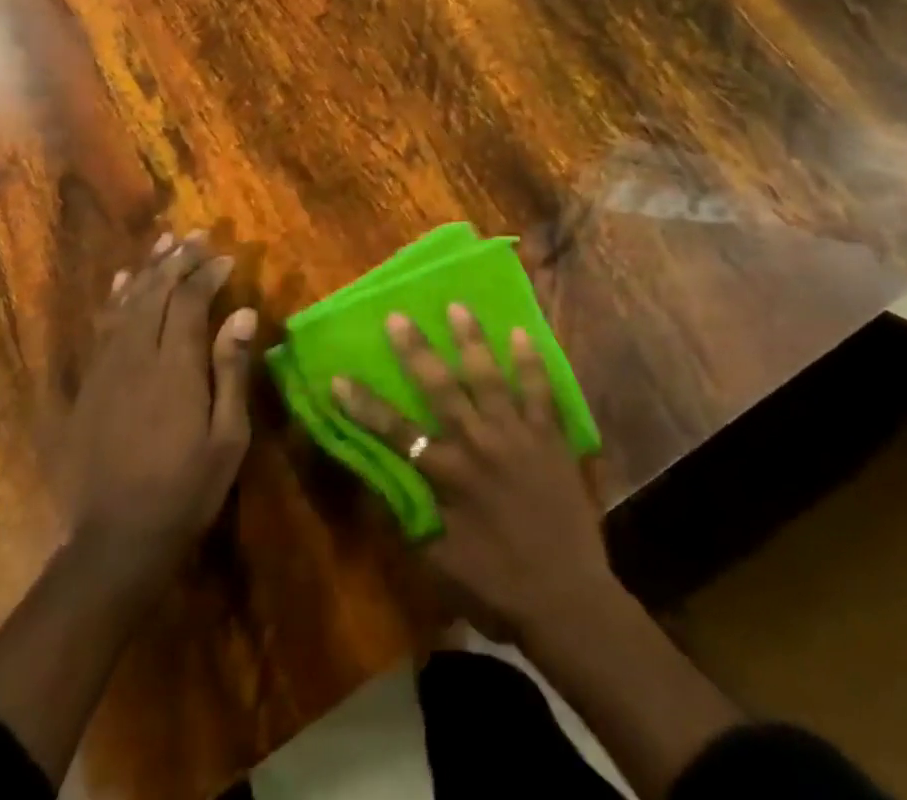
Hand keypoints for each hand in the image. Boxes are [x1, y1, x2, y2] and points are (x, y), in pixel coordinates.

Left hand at [56, 231, 255, 604]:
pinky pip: (102, 327)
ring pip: (126, 303)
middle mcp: (136, 356)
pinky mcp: (89, 385)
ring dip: (148, 269)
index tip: (227, 257)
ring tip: (164, 241)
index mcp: (174, 367)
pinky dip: (115, 298)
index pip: (189, 302)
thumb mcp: (227, 436)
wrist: (117, 539)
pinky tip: (123, 281)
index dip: (207, 274)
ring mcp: (107, 369)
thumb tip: (242, 313)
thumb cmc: (187, 488)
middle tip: (198, 235)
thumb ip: (231, 370)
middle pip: (155, 293)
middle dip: (178, 260)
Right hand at [334, 306, 615, 644]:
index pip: (395, 433)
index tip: (338, 377)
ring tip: (457, 305)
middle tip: (398, 315)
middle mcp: (478, 444)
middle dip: (415, 351)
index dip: (364, 406)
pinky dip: (530, 361)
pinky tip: (521, 333)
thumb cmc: (497, 586)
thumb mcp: (439, 563)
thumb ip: (408, 518)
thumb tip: (378, 483)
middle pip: (440, 388)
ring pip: (488, 377)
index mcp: (448, 476)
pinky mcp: (550, 437)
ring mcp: (517, 435)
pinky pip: (539, 390)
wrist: (567, 599)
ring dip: (470, 340)